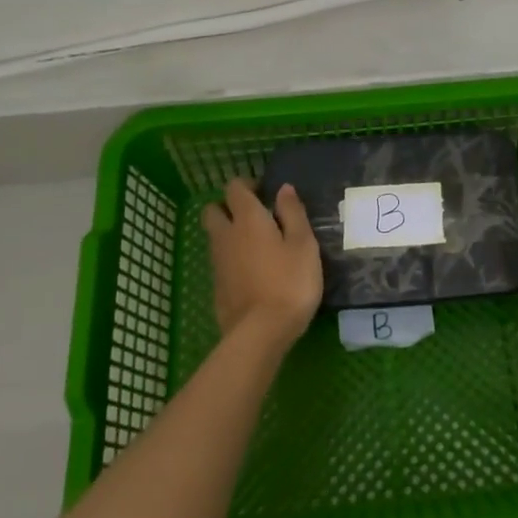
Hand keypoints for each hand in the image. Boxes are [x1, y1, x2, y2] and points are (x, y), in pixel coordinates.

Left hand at [202, 180, 322, 350]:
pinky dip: (232, 258)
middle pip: (213, 210)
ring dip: (230, 233)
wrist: (261, 332)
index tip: (266, 193)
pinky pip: (220, 261)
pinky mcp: (217, 287)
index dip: (247, 185)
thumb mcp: (304, 244)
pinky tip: (254, 271)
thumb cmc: (290, 282)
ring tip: (259, 245)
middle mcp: (226, 236)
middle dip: (229, 207)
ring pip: (215, 236)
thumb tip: (284, 188)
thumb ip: (293, 213)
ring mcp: (218, 263)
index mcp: (248, 219)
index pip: (235, 188)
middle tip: (255, 216)